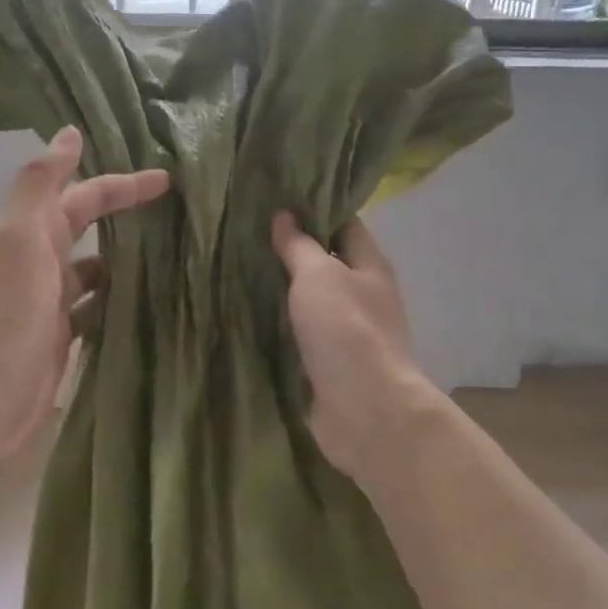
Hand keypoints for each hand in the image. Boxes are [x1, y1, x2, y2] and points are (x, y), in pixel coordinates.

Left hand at [0, 128, 168, 473]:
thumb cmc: (2, 311)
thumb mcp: (18, 237)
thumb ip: (41, 184)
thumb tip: (68, 133)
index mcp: (30, 234)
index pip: (83, 198)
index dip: (121, 185)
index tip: (166, 180)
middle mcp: (39, 264)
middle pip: (88, 231)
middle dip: (125, 219)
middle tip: (177, 216)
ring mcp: (50, 306)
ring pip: (96, 274)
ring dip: (127, 264)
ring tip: (177, 262)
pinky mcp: (60, 344)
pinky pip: (96, 314)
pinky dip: (119, 306)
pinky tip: (150, 309)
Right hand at [271, 213, 425, 478]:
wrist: (365, 411)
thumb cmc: (346, 331)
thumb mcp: (319, 275)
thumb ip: (300, 246)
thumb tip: (285, 216)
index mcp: (370, 266)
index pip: (345, 223)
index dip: (316, 208)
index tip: (277, 197)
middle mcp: (362, 295)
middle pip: (327, 262)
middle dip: (292, 249)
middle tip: (246, 231)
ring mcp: (346, 333)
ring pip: (310, 300)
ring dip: (282, 288)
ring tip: (237, 267)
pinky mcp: (327, 364)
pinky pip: (300, 334)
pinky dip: (278, 324)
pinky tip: (246, 314)